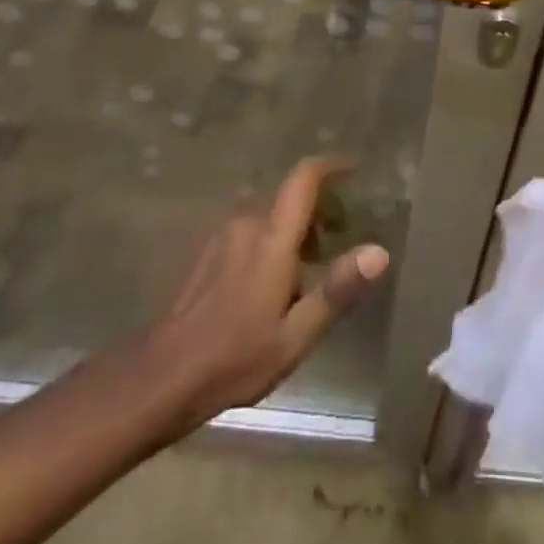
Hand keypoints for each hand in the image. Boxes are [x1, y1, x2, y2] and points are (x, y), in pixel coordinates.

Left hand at [146, 157, 389, 434]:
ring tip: (310, 270)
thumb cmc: (236, 357)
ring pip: (269, 216)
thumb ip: (337, 289)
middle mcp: (247, 224)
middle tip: (341, 238)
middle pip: (289, 198)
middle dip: (319, 210)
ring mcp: (222, 237)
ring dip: (294, 230)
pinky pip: (250, 232)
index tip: (354, 170)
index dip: (331, 166)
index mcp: (271, 238)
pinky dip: (271, 241)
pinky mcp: (207, 253)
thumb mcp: (296, 335)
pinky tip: (273, 284)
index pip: (303, 179)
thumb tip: (379, 252)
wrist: (163, 376)